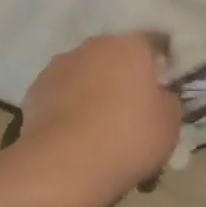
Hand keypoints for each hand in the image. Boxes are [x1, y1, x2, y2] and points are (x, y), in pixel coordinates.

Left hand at [18, 34, 181, 206]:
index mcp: (130, 46)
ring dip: (93, 88)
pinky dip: (68, 105)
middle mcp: (94, 45)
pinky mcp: (36, 87)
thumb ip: (167, 101)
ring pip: (85, 71)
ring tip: (98, 125)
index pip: (153, 42)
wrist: (63, 164)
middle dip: (123, 75)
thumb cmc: (127, 139)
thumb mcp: (169, 125)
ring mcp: (61, 63)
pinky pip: (61, 91)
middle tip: (131, 108)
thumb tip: (159, 95)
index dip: (161, 61)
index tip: (164, 84)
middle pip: (115, 55)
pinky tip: (73, 133)